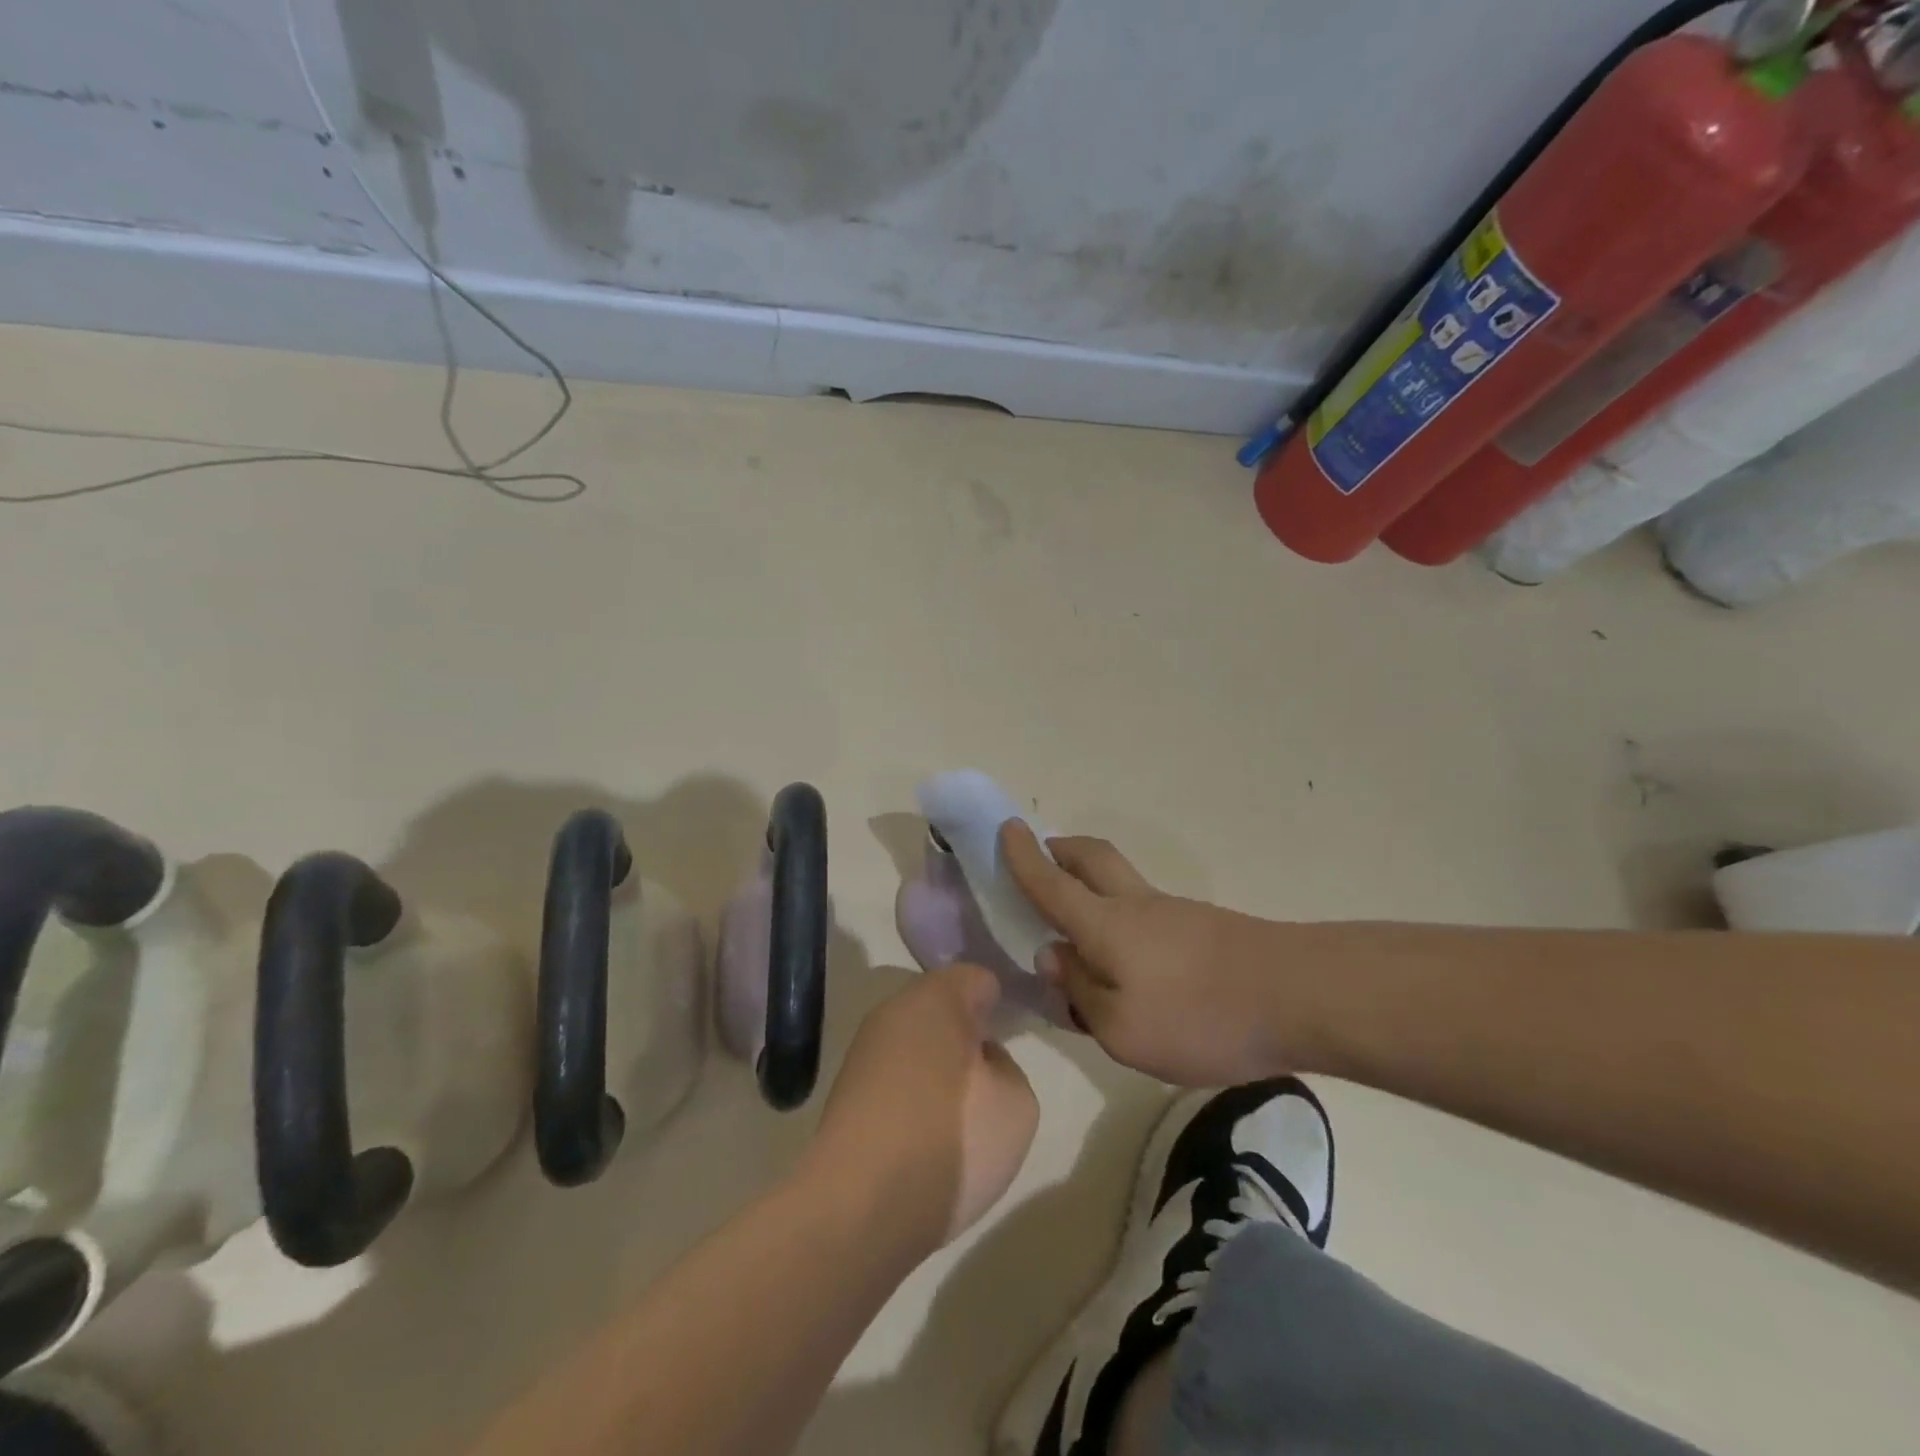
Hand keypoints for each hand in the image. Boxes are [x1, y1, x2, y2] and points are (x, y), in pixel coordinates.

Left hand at [804, 964, 1039, 1254]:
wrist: (861, 1207)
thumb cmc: (952, 1139)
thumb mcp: (1017, 1103)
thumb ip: (1007, 1067)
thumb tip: (979, 1063)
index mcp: (937, 997)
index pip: (977, 980)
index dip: (1000, 1004)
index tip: (1013, 1036)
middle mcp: (894, 1011)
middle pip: (941, 1010)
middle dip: (966, 1036)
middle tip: (991, 1079)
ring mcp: (864, 1052)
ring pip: (916, 1045)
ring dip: (939, 1068)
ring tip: (961, 1116)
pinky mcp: (846, 1093)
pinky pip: (895, 1079)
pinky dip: (913, 1097)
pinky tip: (927, 1137)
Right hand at [1002, 822, 1290, 1085]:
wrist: (1299, 997)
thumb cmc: (1199, 1017)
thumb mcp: (1122, 1030)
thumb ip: (1080, 993)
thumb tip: (1053, 956)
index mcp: (1105, 925)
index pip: (1051, 884)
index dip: (1023, 857)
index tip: (1005, 828)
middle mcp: (1135, 906)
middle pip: (1092, 858)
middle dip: (1062, 850)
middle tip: (1044, 853)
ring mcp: (1174, 913)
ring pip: (1121, 884)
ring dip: (1092, 884)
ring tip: (1079, 927)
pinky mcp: (1204, 929)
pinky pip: (1146, 912)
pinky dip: (1122, 917)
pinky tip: (1130, 962)